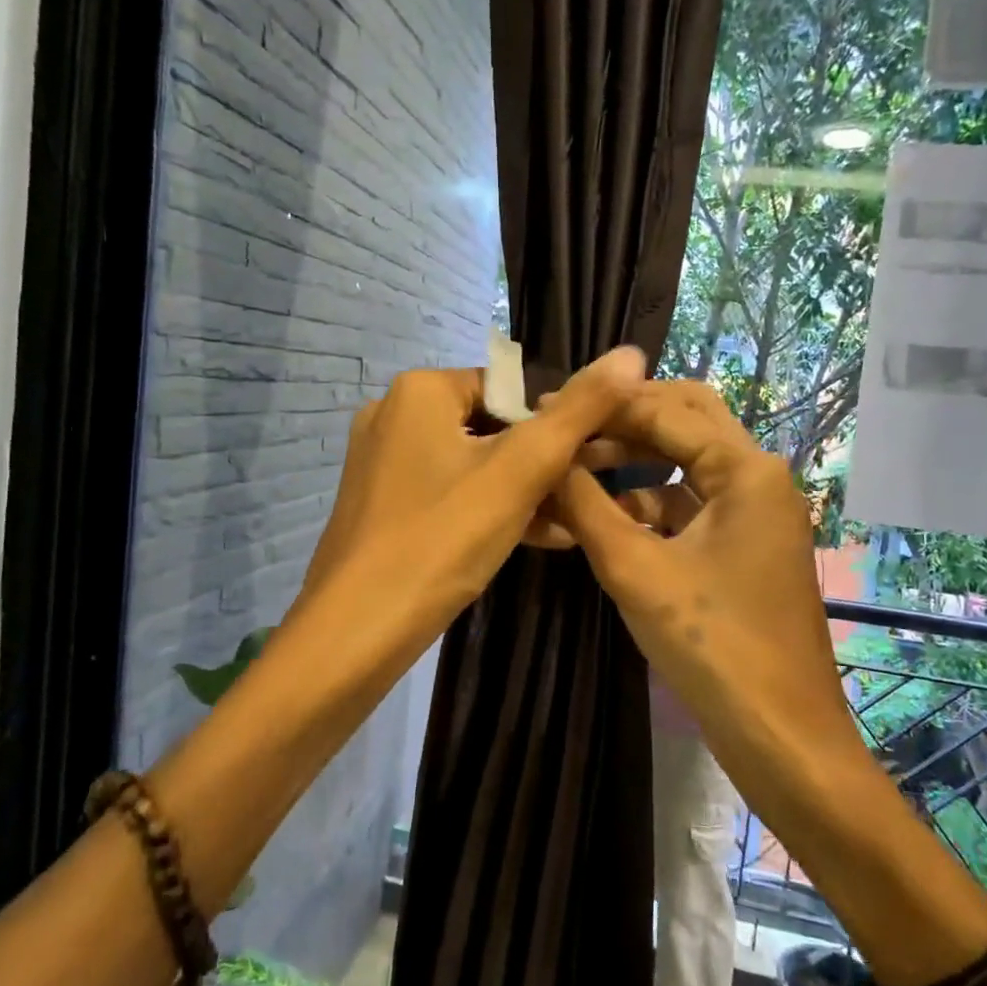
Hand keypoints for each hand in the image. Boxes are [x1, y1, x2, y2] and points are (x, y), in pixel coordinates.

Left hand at [294, 347, 648, 666]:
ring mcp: (382, 463)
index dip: (555, 422)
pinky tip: (537, 540)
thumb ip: (578, 411)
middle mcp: (392, 415)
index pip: (509, 388)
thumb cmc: (442, 539)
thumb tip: (631, 353)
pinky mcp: (381, 506)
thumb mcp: (521, 471)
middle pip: (491, 427)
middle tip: (583, 497)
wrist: (356, 632)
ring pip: (472, 466)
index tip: (589, 461)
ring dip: (523, 493)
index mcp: (419, 390)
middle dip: (542, 464)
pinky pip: (448, 494)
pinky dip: (488, 510)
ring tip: (571, 524)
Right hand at [552, 381, 861, 753]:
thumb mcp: (635, 570)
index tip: (547, 407)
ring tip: (573, 471)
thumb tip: (543, 459)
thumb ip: (585, 506)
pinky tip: (604, 519)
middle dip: (626, 420)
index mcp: (747, 470)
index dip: (604, 405)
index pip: (666, 410)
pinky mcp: (745, 547)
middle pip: (687, 421)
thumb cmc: (712, 646)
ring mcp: (756, 514)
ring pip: (688, 464)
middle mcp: (759, 478)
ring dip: (633, 463)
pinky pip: (692, 505)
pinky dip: (649, 503)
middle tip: (568, 426)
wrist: (782, 737)